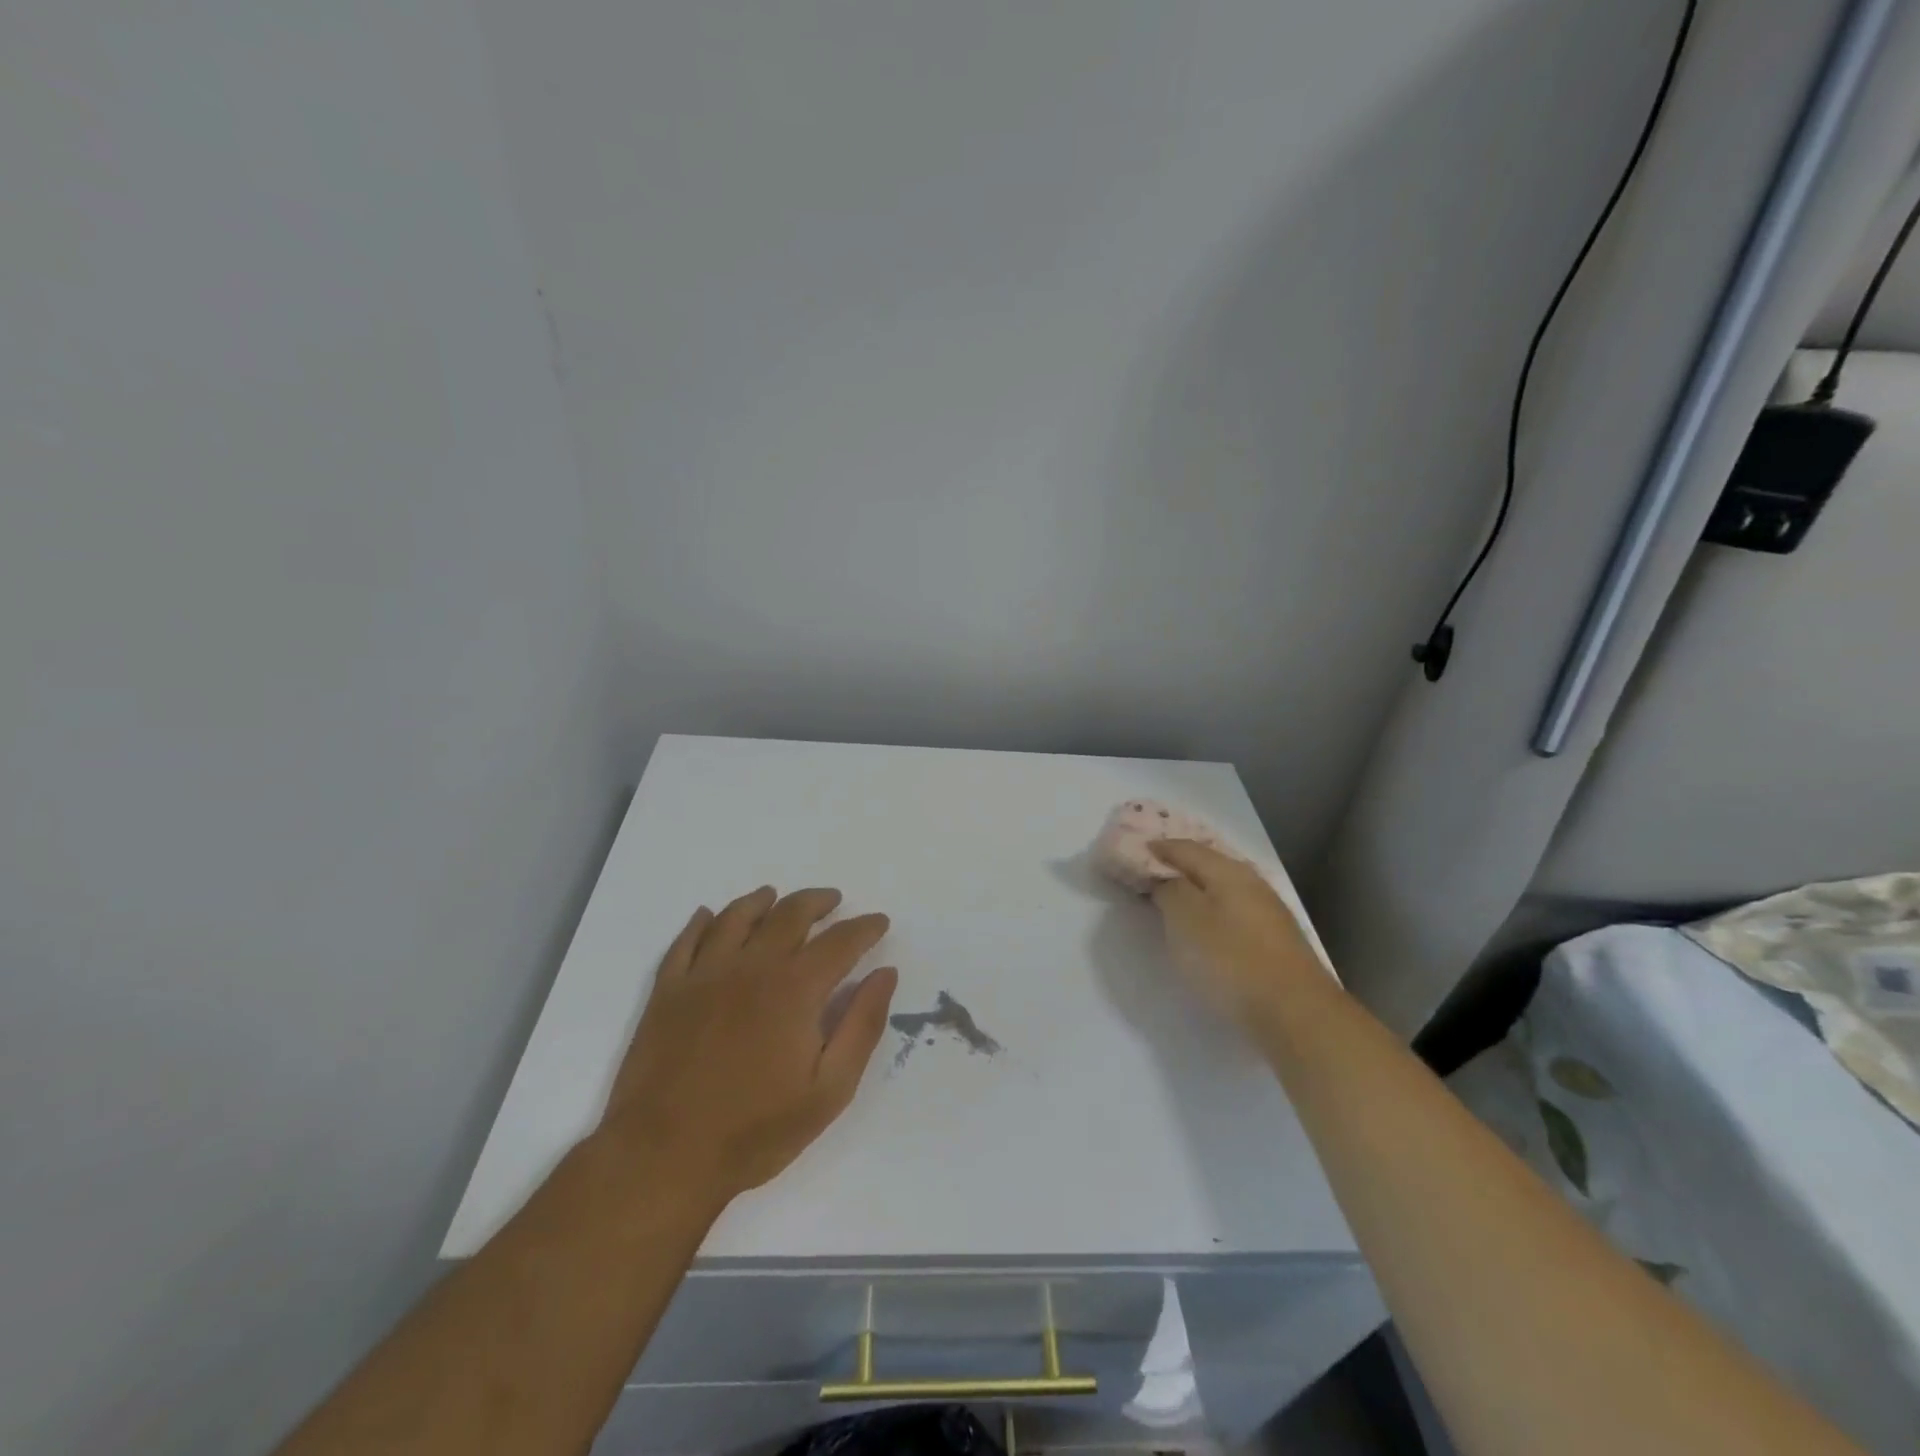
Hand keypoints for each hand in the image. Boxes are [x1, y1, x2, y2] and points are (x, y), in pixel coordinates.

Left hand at [601, 887, 897, 1206]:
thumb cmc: (755, 1130)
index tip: (879, 922)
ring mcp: (704, 975)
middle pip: (790, 914)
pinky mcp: (668, 991)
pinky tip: (709, 916)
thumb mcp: (830, 1090)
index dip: (864, 928)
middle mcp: (752, 966)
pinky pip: (686, 941)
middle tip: (833, 900)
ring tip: (775, 896)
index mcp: (795, 988)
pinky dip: (702, 922)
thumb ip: (862, 1025)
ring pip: (737, 917)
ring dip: (762, 901)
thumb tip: (885, 974)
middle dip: (817, 902)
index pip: (840, 941)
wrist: (663, 1157)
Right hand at [1148, 840, 1323, 1029]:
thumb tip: (1167, 880)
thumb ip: (1170, 891)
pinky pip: (1235, 910)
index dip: (1158, 848)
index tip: (1134, 851)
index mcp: (1228, 871)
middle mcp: (1252, 882)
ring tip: (1175, 899)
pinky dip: (1214, 910)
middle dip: (1180, 865)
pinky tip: (1207, 925)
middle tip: (1152, 872)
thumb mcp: (1185, 920)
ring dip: (1198, 889)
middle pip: (1209, 864)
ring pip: (1225, 888)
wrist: (1296, 1013)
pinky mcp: (1277, 940)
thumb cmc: (1231, 961)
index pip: (1185, 848)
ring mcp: (1269, 911)